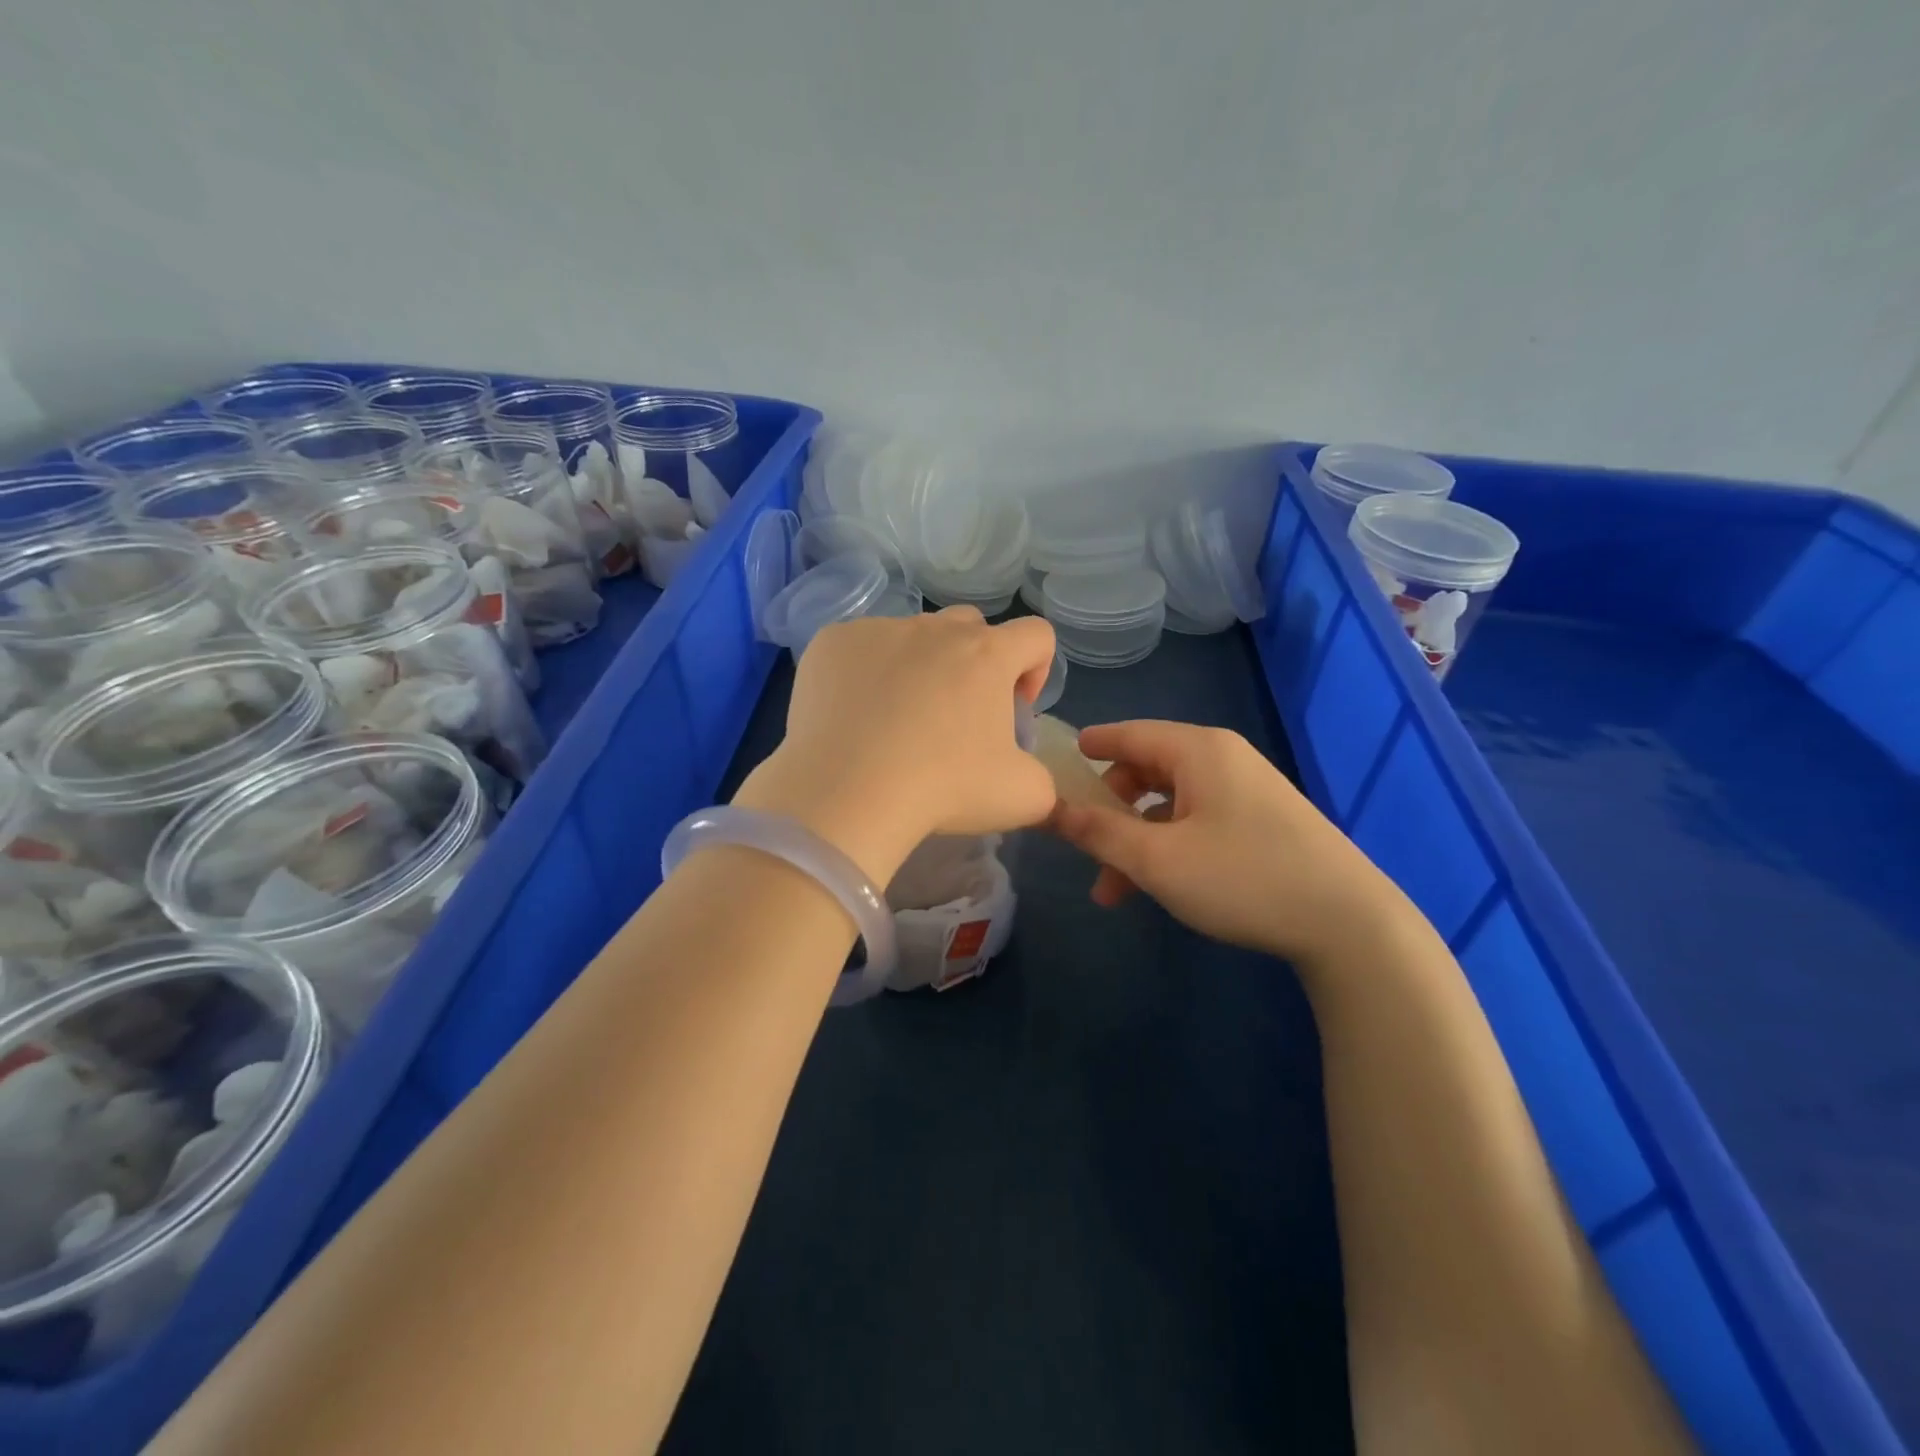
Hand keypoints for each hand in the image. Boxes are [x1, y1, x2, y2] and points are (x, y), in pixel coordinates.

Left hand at [733, 608, 1058, 884]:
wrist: (847, 794)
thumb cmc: (943, 789)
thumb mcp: (1023, 797)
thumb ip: (1043, 778)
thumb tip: (1026, 772)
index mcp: (988, 654)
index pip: (1036, 635)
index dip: (1036, 670)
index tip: (1014, 710)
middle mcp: (935, 628)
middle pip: (972, 627)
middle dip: (977, 662)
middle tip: (958, 715)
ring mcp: (879, 629)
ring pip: (913, 635)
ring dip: (919, 665)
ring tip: (899, 718)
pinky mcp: (832, 641)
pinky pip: (860, 647)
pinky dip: (866, 672)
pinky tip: (855, 716)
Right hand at [1048, 720, 1403, 965]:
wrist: (1350, 923)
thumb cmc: (1242, 878)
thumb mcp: (1156, 859)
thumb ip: (1098, 832)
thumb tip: (1049, 807)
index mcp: (1198, 751)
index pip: (1128, 734)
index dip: (1091, 747)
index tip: (1058, 761)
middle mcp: (1223, 759)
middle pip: (1147, 770)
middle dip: (1110, 810)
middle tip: (1084, 846)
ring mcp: (1247, 791)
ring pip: (1170, 804)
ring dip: (1136, 840)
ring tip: (1113, 891)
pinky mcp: (1264, 822)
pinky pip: (1198, 821)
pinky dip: (1169, 846)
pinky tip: (1159, 886)